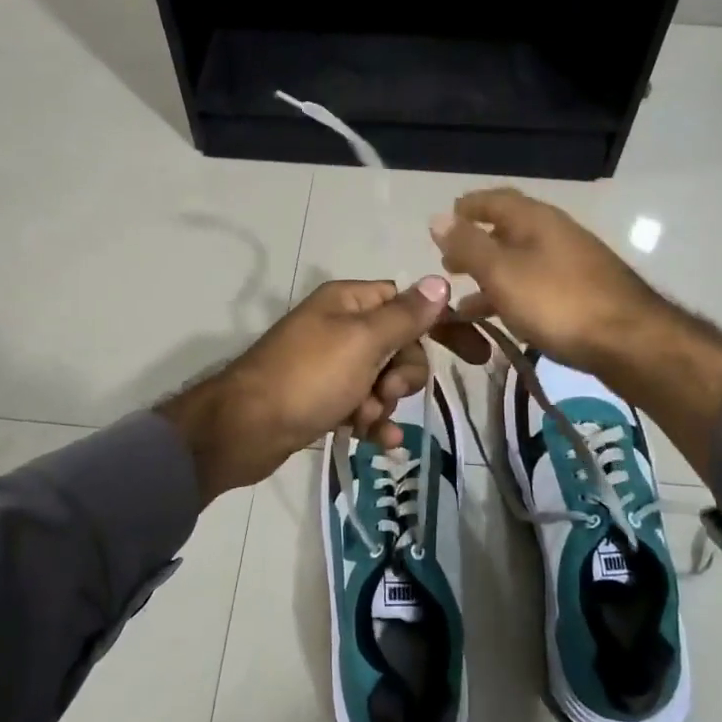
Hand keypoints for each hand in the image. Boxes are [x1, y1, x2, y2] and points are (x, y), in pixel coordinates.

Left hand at [158, 278, 485, 502]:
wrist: (243, 429)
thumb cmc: (308, 377)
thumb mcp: (363, 342)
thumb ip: (405, 315)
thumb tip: (439, 279)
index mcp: (350, 302)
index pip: (409, 303)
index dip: (443, 325)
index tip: (477, 353)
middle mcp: (341, 327)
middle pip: (400, 345)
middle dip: (403, 373)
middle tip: (386, 390)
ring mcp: (331, 365)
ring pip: (384, 379)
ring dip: (386, 402)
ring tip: (367, 418)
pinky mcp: (323, 399)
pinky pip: (363, 405)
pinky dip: (373, 421)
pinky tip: (378, 441)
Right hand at [428, 188, 670, 379]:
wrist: (630, 342)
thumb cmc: (557, 302)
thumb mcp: (502, 272)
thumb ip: (468, 245)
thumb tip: (438, 217)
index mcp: (535, 219)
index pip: (495, 199)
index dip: (467, 207)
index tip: (443, 222)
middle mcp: (555, 233)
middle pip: (507, 231)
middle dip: (475, 246)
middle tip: (448, 265)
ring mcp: (571, 264)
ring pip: (520, 263)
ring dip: (489, 277)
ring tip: (461, 303)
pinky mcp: (582, 294)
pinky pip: (535, 287)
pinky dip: (511, 297)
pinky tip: (499, 320)